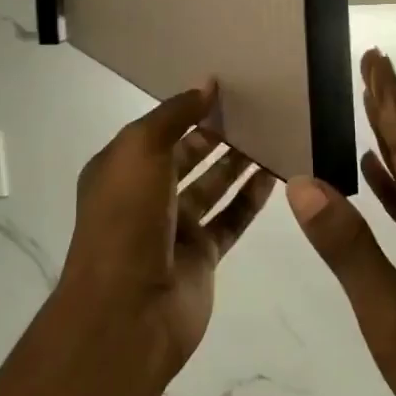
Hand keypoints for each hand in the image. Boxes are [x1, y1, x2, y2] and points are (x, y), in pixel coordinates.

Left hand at [59, 81, 273, 383]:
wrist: (128, 311)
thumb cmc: (126, 219)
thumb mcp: (141, 150)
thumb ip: (175, 114)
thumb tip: (207, 84)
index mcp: (120, 170)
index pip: (157, 130)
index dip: (187, 109)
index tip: (224, 87)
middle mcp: (145, 196)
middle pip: (186, 156)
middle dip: (216, 133)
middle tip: (255, 108)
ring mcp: (173, 229)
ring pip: (212, 186)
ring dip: (237, 162)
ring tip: (271, 132)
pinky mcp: (202, 256)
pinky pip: (231, 219)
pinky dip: (251, 198)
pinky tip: (275, 174)